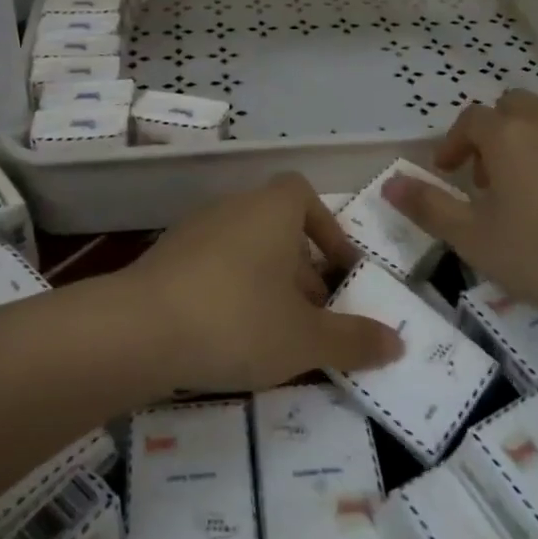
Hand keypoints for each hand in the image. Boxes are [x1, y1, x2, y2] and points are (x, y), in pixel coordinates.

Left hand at [123, 173, 404, 391]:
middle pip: (277, 227)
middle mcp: (233, 207)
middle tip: (313, 318)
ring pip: (245, 249)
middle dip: (301, 269)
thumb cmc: (237, 320)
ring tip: (275, 334)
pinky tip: (229, 337)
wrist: (138, 329)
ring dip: (266, 283)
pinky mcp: (164, 258)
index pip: (303, 195)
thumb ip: (353, 340)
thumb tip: (399, 343)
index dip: (327, 229)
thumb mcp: (305, 339)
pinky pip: (212, 266)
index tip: (339, 272)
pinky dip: (230, 291)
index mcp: (271, 210)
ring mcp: (194, 230)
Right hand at [383, 91, 537, 319]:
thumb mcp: (477, 241)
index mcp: (506, 135)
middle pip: (510, 108)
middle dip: (494, 135)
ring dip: (531, 140)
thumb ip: (429, 209)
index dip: (453, 145)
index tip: (450, 174)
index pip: (469, 122)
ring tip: (534, 186)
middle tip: (492, 179)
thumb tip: (388, 184)